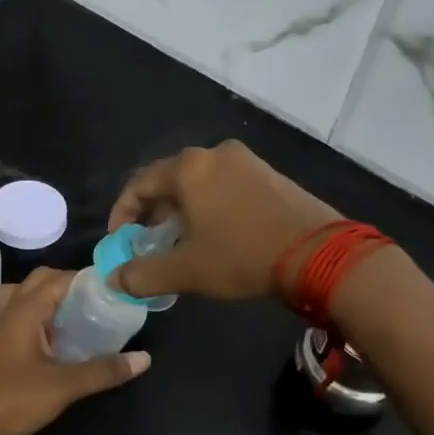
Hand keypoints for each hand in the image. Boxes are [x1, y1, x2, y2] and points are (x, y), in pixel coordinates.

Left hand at [0, 268, 150, 434]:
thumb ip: (104, 370)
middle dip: (67, 283)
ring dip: (45, 296)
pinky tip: (51, 337)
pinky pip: (15, 314)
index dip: (86, 278)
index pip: (59, 279)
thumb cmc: (14, 398)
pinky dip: (34, 314)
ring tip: (71, 313)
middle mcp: (9, 311)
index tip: (113, 287)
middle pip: (38, 280)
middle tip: (95, 301)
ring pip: (21, 294)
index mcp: (25, 310)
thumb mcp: (65, 385)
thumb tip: (144, 359)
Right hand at [106, 140, 341, 300]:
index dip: (123, 211)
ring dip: (183, 209)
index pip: (139, 183)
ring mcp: (247, 161)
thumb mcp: (187, 270)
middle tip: (149, 241)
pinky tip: (217, 232)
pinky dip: (210, 204)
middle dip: (154, 211)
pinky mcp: (270, 174)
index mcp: (189, 168)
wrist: (320, 254)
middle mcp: (215, 154)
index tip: (120, 239)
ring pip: (200, 182)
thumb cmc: (243, 255)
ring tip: (181, 240)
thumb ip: (143, 274)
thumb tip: (113, 280)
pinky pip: (226, 184)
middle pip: (170, 179)